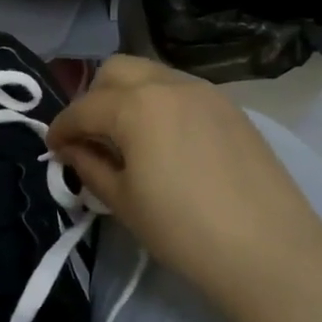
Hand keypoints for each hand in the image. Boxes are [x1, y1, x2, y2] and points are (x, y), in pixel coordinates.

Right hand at [47, 56, 321, 306]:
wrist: (268, 250)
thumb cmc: (182, 230)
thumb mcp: (123, 201)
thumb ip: (89, 166)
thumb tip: (70, 150)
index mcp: (135, 106)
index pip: (83, 108)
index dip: (61, 128)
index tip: (53, 149)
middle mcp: (168, 85)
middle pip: (116, 71)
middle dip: (93, 98)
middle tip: (91, 137)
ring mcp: (205, 92)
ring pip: (152, 75)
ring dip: (128, 96)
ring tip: (128, 138)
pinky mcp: (231, 108)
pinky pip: (182, 91)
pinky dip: (161, 104)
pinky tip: (165, 142)